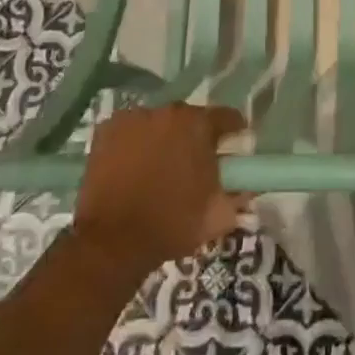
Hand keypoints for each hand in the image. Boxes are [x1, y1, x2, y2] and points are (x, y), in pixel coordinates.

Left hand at [73, 104, 247, 272]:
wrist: (113, 242)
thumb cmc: (172, 225)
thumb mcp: (217, 217)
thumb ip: (238, 196)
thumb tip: (247, 187)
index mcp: (199, 125)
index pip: (227, 117)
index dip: (233, 132)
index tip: (233, 147)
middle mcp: (168, 111)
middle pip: (189, 118)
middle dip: (194, 136)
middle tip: (192, 163)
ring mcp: (135, 117)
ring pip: (158, 122)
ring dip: (163, 137)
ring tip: (157, 167)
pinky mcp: (107, 129)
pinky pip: (130, 129)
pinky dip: (134, 142)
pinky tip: (131, 165)